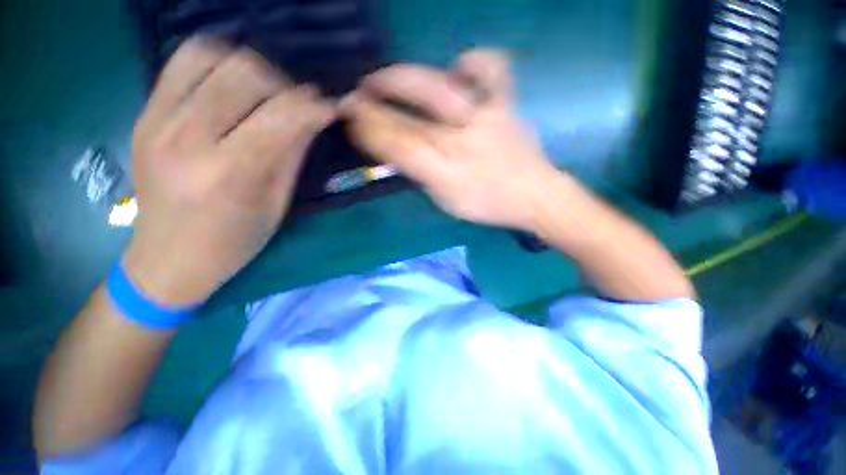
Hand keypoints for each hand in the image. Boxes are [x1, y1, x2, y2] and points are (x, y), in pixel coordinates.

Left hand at [123, 38, 335, 305]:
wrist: (167, 256)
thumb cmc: (233, 241)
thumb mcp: (275, 204)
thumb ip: (292, 155)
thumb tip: (313, 118)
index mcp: (228, 173)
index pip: (281, 117)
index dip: (314, 106)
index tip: (332, 107)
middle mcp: (186, 137)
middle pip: (246, 75)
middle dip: (286, 85)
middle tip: (300, 105)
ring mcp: (157, 119)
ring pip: (212, 54)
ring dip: (252, 68)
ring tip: (267, 91)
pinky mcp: (144, 111)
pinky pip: (182, 60)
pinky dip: (217, 61)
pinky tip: (233, 83)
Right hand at [341, 49, 556, 230]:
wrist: (533, 196)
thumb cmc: (487, 204)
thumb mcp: (446, 201)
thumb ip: (421, 175)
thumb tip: (399, 150)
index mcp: (445, 173)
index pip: (398, 147)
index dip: (370, 131)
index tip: (351, 120)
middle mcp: (459, 142)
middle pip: (409, 119)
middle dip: (375, 104)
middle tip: (356, 95)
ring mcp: (484, 118)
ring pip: (437, 89)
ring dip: (403, 79)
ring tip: (384, 78)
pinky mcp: (505, 104)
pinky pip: (492, 71)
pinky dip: (475, 62)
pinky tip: (460, 67)